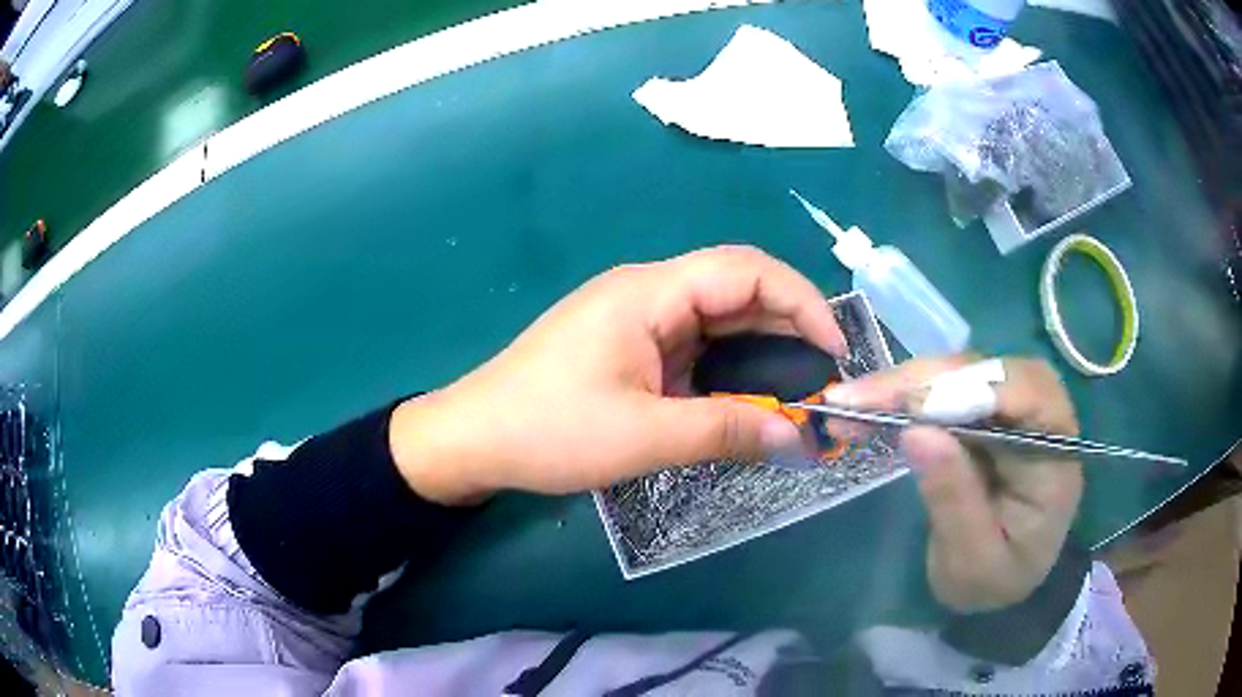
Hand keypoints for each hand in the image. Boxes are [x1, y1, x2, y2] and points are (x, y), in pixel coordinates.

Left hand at [390, 246, 845, 504]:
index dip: (800, 301)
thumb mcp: (643, 436)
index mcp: (649, 293)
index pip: (745, 270)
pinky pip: (695, 343)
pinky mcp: (629, 345)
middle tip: (825, 374)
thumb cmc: (548, 431)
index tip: (834, 349)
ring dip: (761, 346)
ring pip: (718, 317)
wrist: (473, 439)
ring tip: (800, 384)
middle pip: (736, 288)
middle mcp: (647, 292)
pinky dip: (730, 364)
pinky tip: (749, 392)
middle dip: (788, 324)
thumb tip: (796, 437)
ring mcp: (636, 318)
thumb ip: (725, 432)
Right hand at [826, 357, 1083, 612]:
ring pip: (961, 372)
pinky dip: (903, 397)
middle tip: (856, 399)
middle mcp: (1041, 415)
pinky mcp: (984, 412)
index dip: (970, 389)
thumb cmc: (994, 580)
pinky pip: (946, 389)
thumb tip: (916, 431)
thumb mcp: (973, 560)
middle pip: (988, 371)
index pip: (1027, 393)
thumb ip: (954, 500)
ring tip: (849, 404)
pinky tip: (867, 408)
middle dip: (922, 381)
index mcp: (1057, 453)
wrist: (1001, 582)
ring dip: (904, 385)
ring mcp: (1012, 409)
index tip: (906, 408)